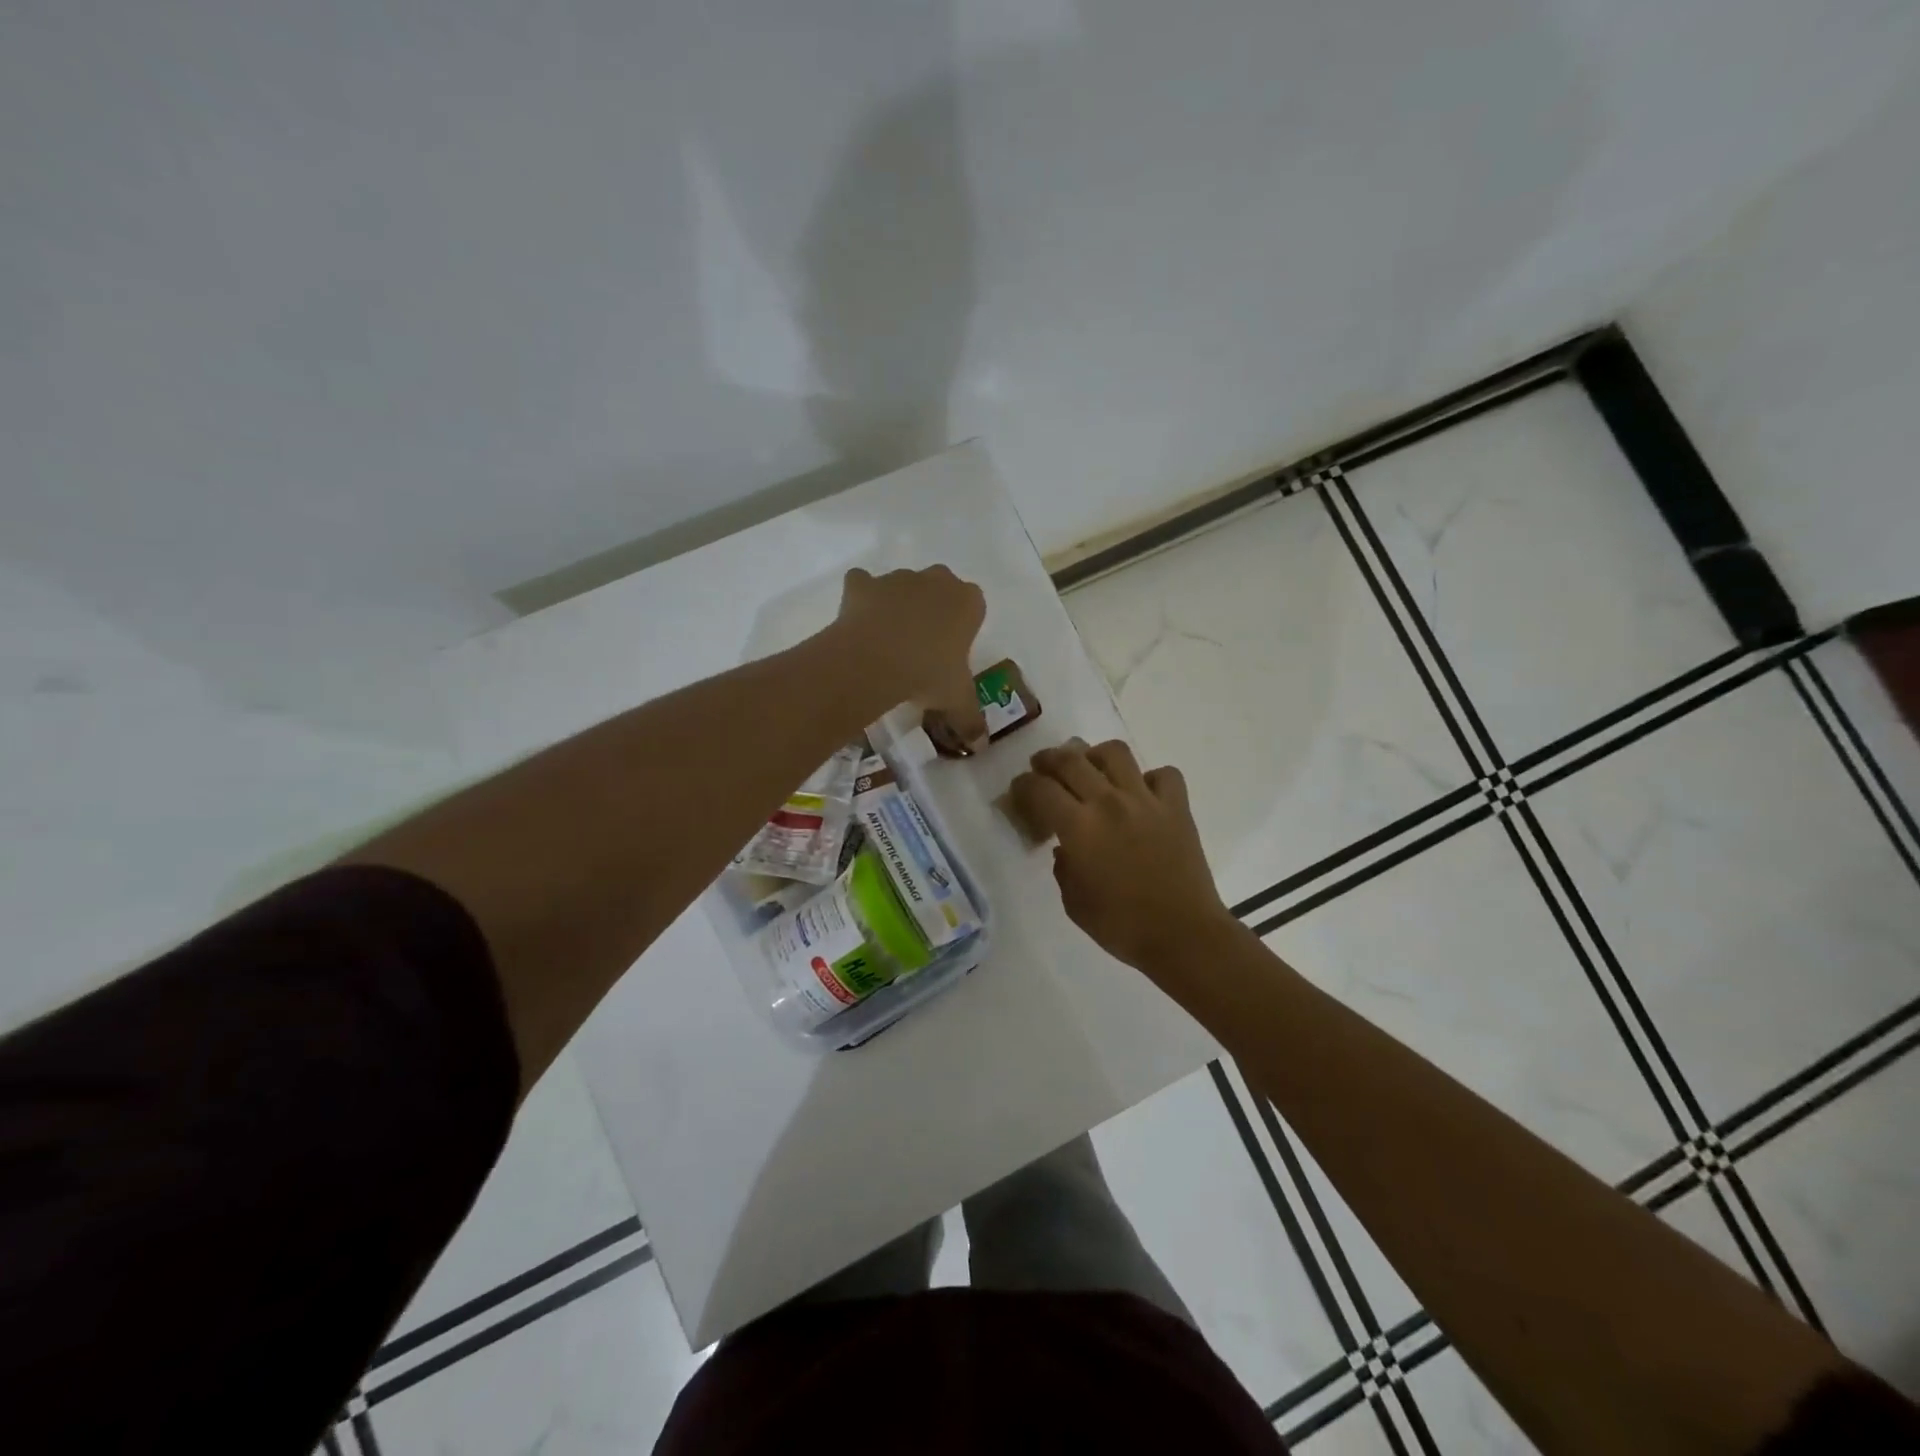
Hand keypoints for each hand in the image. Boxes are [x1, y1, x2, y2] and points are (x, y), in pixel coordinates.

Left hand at [836, 566, 987, 743]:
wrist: (874, 661)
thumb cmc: (928, 674)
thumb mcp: (957, 701)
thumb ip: (971, 720)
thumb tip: (981, 746)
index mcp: (968, 602)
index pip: (974, 607)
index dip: (962, 629)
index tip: (951, 653)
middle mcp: (936, 580)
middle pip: (939, 589)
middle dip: (932, 611)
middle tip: (922, 648)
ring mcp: (897, 578)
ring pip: (902, 587)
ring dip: (898, 607)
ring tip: (887, 644)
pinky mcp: (862, 583)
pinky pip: (863, 585)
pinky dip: (861, 600)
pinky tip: (859, 627)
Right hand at [1011, 739, 1236, 973]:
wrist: (1184, 936)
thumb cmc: (1121, 926)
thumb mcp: (1073, 902)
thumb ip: (1063, 866)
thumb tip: (1066, 846)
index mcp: (1079, 827)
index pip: (1039, 788)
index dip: (1022, 785)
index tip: (1019, 791)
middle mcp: (1109, 802)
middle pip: (1070, 760)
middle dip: (1048, 759)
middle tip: (1042, 767)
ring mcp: (1146, 800)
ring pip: (1115, 752)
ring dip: (1095, 755)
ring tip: (1091, 769)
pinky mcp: (1177, 807)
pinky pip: (1162, 774)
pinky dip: (1149, 779)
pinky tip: (1141, 794)